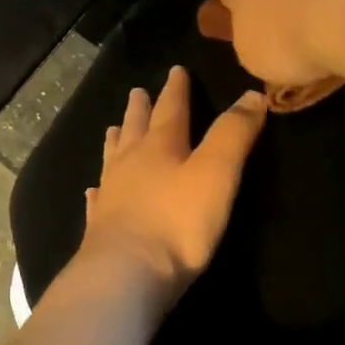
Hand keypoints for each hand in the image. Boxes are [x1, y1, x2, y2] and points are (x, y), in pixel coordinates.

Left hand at [80, 66, 266, 300]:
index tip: (175, 70)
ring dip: (116, 141)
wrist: (125, 274)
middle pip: (136, 128)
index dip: (176, 89)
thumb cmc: (177, 222)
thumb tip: (251, 95)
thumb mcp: (217, 174)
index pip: (170, 109)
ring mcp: (111, 194)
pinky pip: (98, 199)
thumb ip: (233, 134)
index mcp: (160, 146)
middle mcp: (130, 163)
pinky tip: (93, 190)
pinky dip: (98, 190)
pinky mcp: (100, 225)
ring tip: (113, 129)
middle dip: (140, 109)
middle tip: (136, 91)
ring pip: (113, 158)